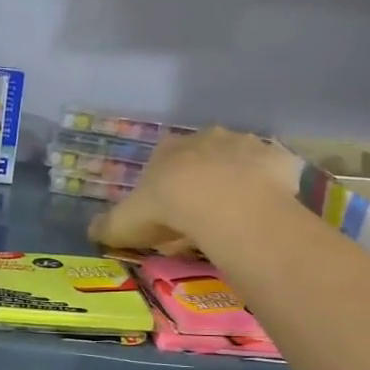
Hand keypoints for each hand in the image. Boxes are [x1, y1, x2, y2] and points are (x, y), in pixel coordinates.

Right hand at [88, 127, 300, 255]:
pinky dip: (270, 188)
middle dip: (202, 179)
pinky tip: (265, 211)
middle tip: (201, 216)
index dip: (166, 186)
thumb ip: (108, 226)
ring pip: (240, 161)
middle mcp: (207, 138)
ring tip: (234, 216)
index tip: (168, 211)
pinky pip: (274, 173)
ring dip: (237, 180)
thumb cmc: (167, 208)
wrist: (224, 204)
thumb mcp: (125, 223)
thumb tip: (91, 231)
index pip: (164, 160)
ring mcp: (246, 145)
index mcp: (169, 149)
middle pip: (203, 156)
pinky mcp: (279, 160)